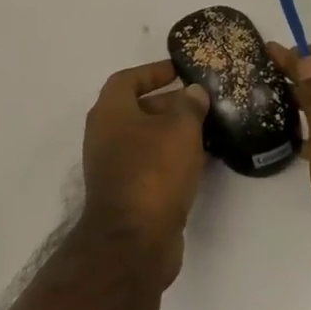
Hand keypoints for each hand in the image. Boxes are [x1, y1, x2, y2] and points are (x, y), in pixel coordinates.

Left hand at [78, 60, 209, 286]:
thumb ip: (189, 106)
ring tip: (206, 130)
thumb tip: (193, 92)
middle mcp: (104, 134)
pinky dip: (170, 158)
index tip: (179, 70)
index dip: (153, 71)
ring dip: (171, 133)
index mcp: (109, 111)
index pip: (128, 79)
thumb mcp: (180, 130)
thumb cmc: (154, 172)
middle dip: (168, 103)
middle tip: (200, 103)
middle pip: (136, 108)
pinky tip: (198, 162)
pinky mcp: (125, 192)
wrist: (134, 240)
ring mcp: (112, 165)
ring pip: (144, 139)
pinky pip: (149, 164)